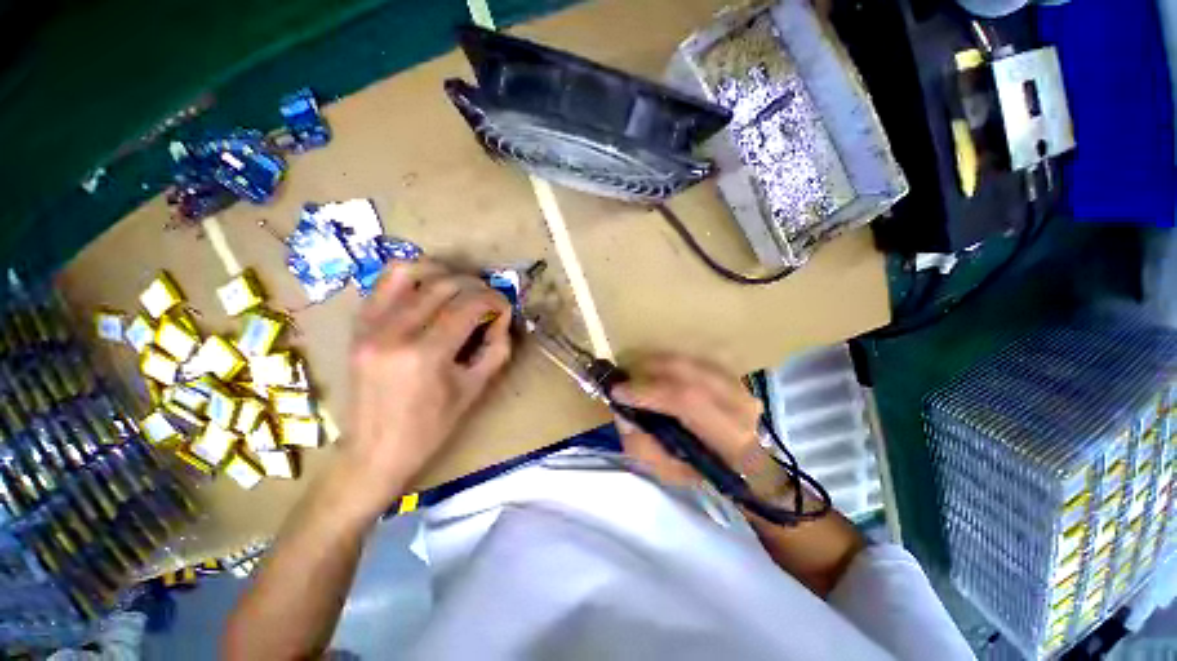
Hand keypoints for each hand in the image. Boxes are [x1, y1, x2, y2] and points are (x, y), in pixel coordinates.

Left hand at [341, 259, 512, 512]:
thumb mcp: (474, 389)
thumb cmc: (431, 427)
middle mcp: (393, 332)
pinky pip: (384, 283)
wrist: (374, 451)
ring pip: (410, 271)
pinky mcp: (358, 326)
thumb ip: (496, 348)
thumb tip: (502, 317)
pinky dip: (413, 277)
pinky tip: (430, 290)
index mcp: (425, 355)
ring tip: (461, 288)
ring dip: (443, 273)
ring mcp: (369, 326)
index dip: (494, 300)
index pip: (468, 306)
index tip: (504, 308)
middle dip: (476, 286)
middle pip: (444, 285)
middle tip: (489, 300)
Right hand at [611, 354, 763, 486]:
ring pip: (689, 361)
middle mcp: (739, 405)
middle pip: (687, 373)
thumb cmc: (700, 471)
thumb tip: (622, 413)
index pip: (685, 401)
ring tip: (634, 370)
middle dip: (648, 370)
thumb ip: (641, 445)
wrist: (739, 463)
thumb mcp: (667, 472)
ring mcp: (739, 385)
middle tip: (623, 375)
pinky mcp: (731, 374)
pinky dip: (670, 362)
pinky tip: (655, 369)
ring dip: (657, 362)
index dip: (647, 392)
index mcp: (728, 437)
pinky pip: (693, 359)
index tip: (617, 392)